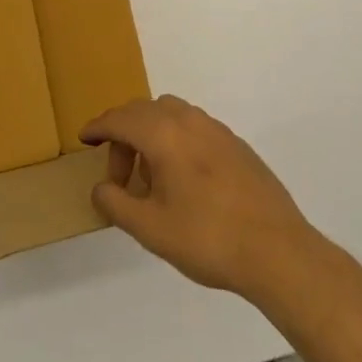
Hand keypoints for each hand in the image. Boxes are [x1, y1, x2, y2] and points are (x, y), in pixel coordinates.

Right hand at [81, 95, 323, 303]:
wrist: (277, 250)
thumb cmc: (208, 238)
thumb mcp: (151, 229)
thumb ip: (117, 204)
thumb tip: (100, 187)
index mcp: (163, 134)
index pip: (120, 119)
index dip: (98, 127)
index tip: (84, 138)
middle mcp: (188, 120)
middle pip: (143, 111)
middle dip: (123, 135)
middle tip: (118, 175)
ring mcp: (215, 128)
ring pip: (170, 114)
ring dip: (150, 134)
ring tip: (149, 177)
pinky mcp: (235, 143)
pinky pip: (192, 127)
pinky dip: (175, 139)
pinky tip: (182, 179)